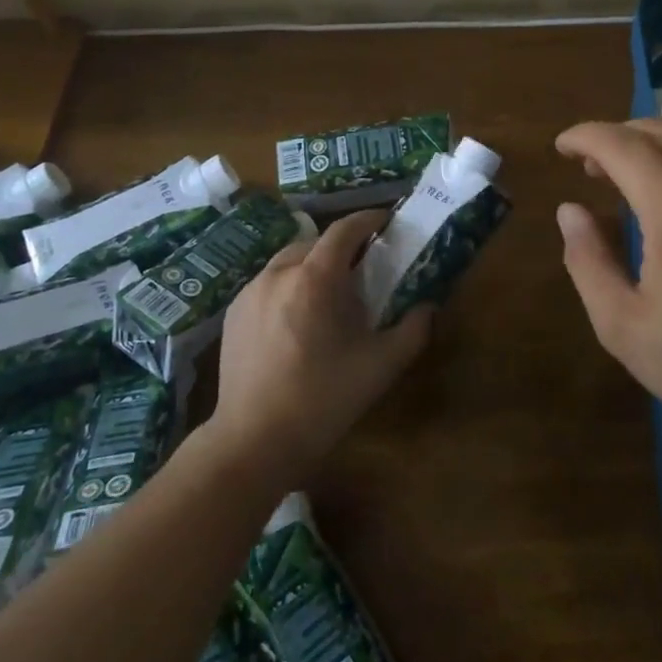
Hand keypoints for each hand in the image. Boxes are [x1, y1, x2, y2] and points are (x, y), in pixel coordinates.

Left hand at [212, 209, 433, 477]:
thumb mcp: (381, 366)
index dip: (369, 220)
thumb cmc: (323, 399)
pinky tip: (297, 319)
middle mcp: (279, 273)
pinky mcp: (233, 313)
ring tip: (329, 294)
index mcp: (315, 278)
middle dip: (342, 247)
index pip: (345, 229)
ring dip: (313, 265)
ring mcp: (250, 291)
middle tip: (364, 268)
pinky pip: (268, 283)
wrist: (253, 442)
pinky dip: (288, 286)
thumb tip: (428, 307)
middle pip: (316, 242)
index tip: (387, 223)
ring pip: (289, 261)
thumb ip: (413, 330)